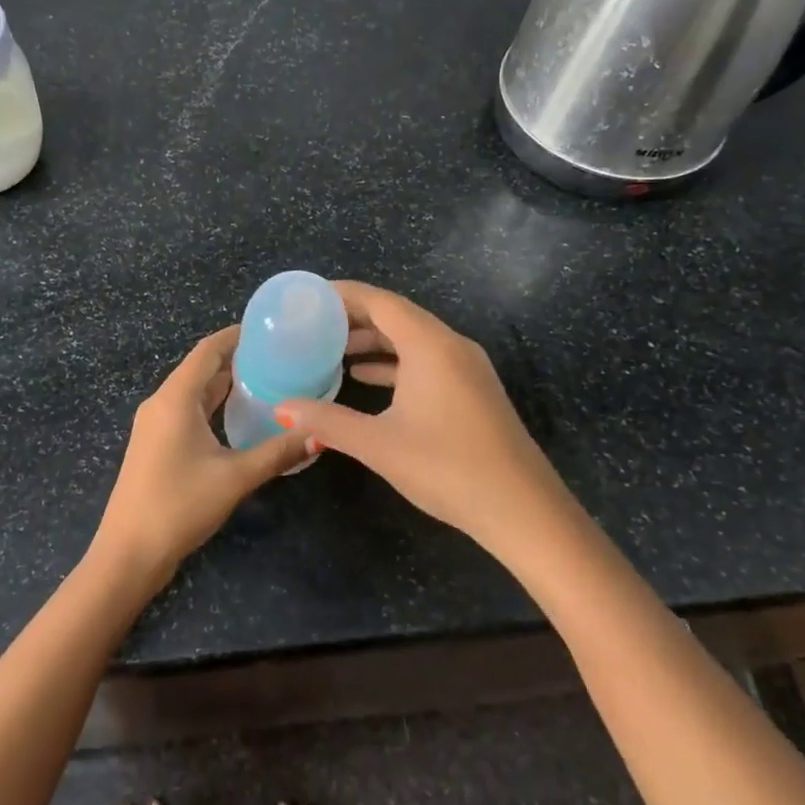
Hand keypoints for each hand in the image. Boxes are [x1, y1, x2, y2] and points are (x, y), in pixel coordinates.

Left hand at [91, 325, 311, 589]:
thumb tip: (318, 433)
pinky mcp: (155, 444)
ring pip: (193, 391)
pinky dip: (212, 404)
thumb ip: (278, 452)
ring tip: (266, 378)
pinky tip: (238, 414)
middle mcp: (161, 403)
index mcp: (175, 398)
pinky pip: (186, 410)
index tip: (268, 329)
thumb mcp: (235, 477)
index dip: (235, 335)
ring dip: (224, 382)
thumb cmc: (180, 505)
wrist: (129, 552)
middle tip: (277, 355)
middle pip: (200, 368)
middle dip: (236, 358)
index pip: (207, 351)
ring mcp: (154, 424)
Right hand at [275, 281, 574, 554]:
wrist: (522, 510)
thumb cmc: (447, 467)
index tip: (307, 298)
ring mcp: (466, 368)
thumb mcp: (379, 444)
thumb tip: (282, 409)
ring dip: (373, 342)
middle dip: (353, 318)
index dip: (341, 295)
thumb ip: (327, 421)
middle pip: (396, 316)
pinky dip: (394, 363)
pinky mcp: (472, 390)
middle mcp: (451, 345)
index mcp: (430, 345)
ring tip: (331, 351)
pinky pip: (426, 360)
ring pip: (412, 339)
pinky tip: (367, 379)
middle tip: (310, 325)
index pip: (379, 301)